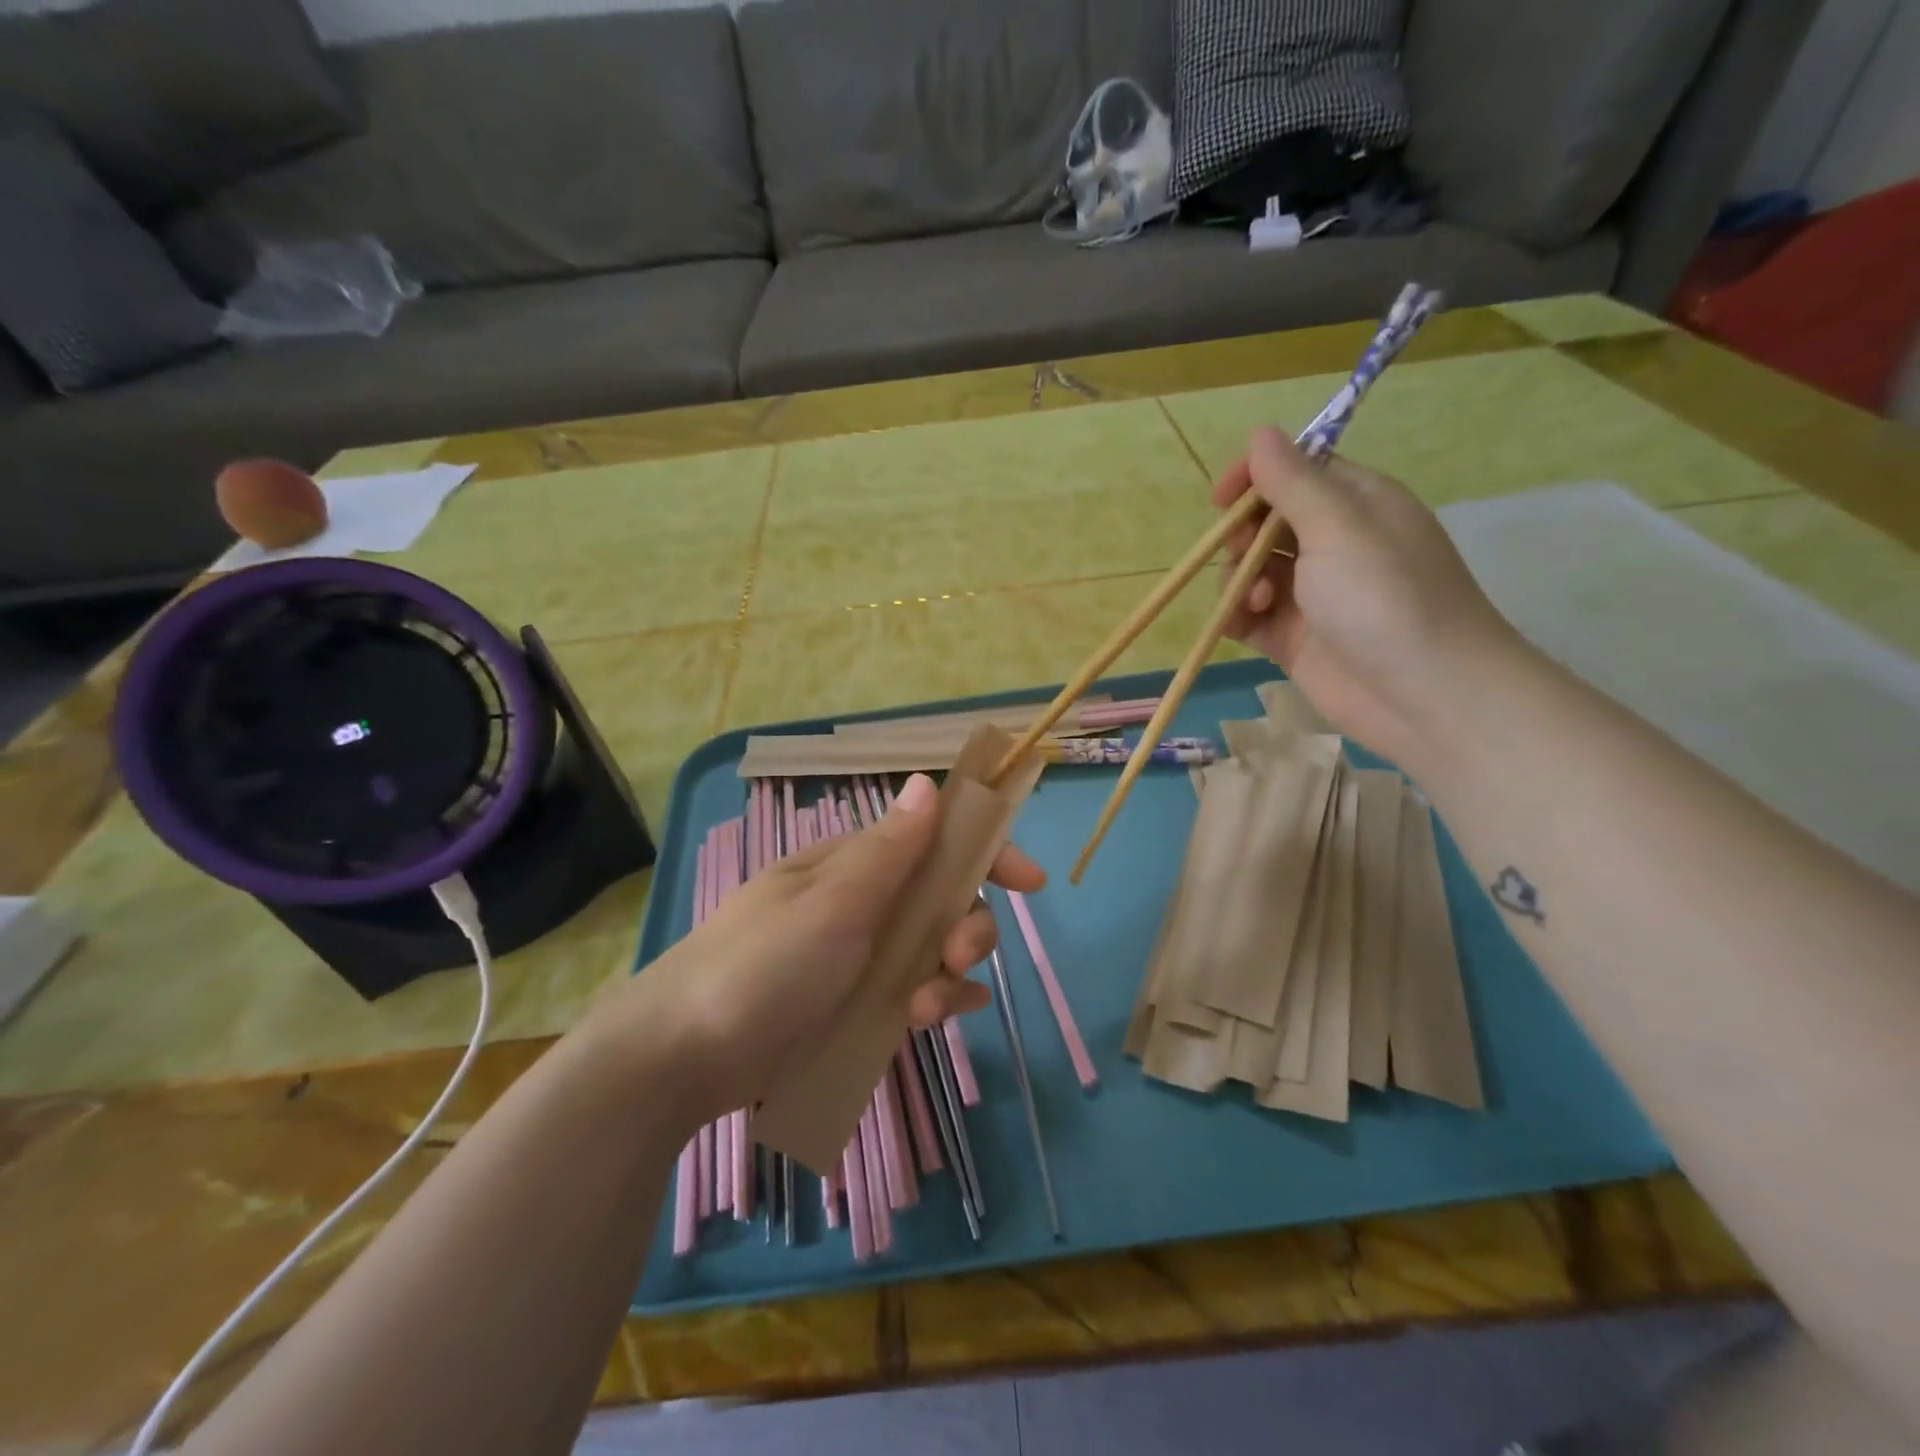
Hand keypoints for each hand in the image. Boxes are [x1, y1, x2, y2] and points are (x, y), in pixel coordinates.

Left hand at [589, 773, 1043, 1120]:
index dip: (985, 852)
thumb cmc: (760, 966)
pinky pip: (912, 991)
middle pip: (943, 900)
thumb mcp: (831, 904)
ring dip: (947, 974)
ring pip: (932, 950)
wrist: (682, 1056)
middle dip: (967, 927)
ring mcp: (858, 955)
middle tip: (957, 960)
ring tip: (921, 1008)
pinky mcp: (853, 1004)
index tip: (1030, 882)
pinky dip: (932, 1001)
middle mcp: (863, 901)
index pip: (934, 841)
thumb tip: (928, 783)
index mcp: (854, 864)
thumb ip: (889, 850)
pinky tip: (932, 1020)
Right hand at [1214, 426, 1522, 767]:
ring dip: (1240, 580)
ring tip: (1259, 601)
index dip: (1256, 478)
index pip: (1296, 471)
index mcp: (1356, 504)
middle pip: (1267, 522)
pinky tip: (1239, 624)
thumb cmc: (1386, 598)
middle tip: (1245, 555)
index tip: (1222, 497)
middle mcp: (1334, 544)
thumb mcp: (1338, 527)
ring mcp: (1313, 594)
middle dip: (1244, 536)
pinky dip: (1237, 615)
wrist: (1424, 695)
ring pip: (1252, 570)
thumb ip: (1293, 482)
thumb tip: (1260, 433)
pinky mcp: (1294, 638)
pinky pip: (1250, 615)